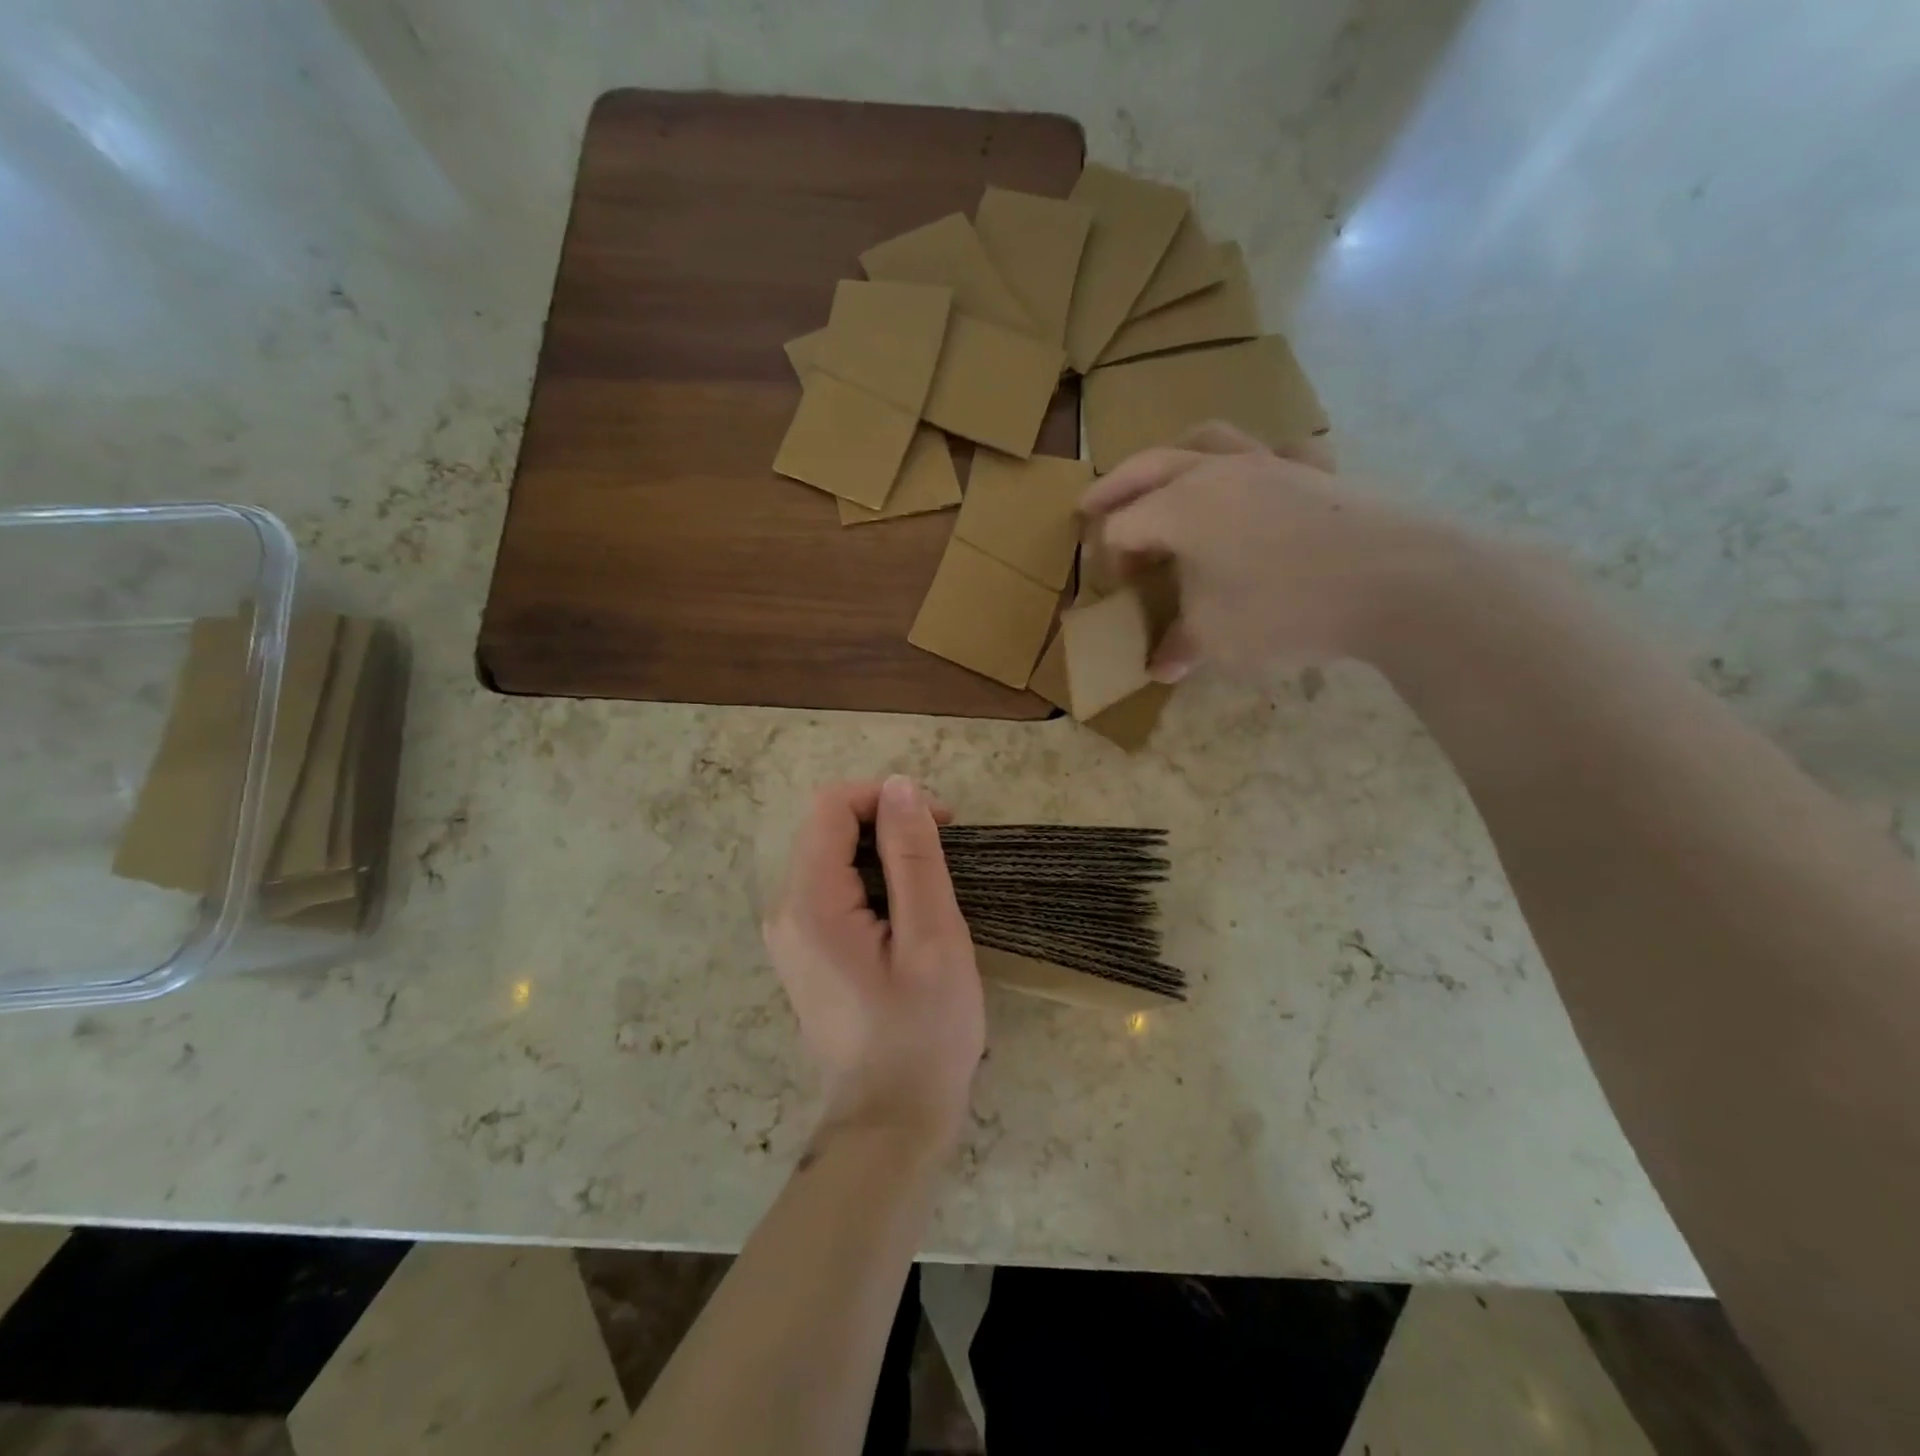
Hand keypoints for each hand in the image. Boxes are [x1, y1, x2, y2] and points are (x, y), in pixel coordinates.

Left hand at [763, 777, 984, 1156]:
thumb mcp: (932, 937)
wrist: (890, 1121)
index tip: (941, 823)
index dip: (887, 798)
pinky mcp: (804, 948)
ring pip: (833, 854)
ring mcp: (790, 931)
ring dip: (884, 852)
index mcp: (810, 902)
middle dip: (887, 824)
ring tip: (932, 890)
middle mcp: (785, 908)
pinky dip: (873, 880)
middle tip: (944, 855)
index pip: (832, 806)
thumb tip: (899, 786)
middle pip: (828, 826)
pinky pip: (833, 886)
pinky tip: (907, 914)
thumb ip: (914, 856)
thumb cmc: (923, 1032)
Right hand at [1080, 421, 1456, 680]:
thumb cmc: (1284, 608)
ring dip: (1176, 457)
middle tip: (1088, 505)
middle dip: (1114, 488)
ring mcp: (1271, 465)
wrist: (1395, 581)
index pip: (1123, 526)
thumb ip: (1181, 646)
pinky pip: (1277, 455)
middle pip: (1149, 467)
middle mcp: (1217, 473)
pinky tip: (1260, 484)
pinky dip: (1257, 464)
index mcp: (1180, 508)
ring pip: (1209, 440)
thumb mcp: (1217, 638)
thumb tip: (1160, 667)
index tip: (1120, 593)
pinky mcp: (1316, 473)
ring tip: (1167, 477)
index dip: (1111, 560)